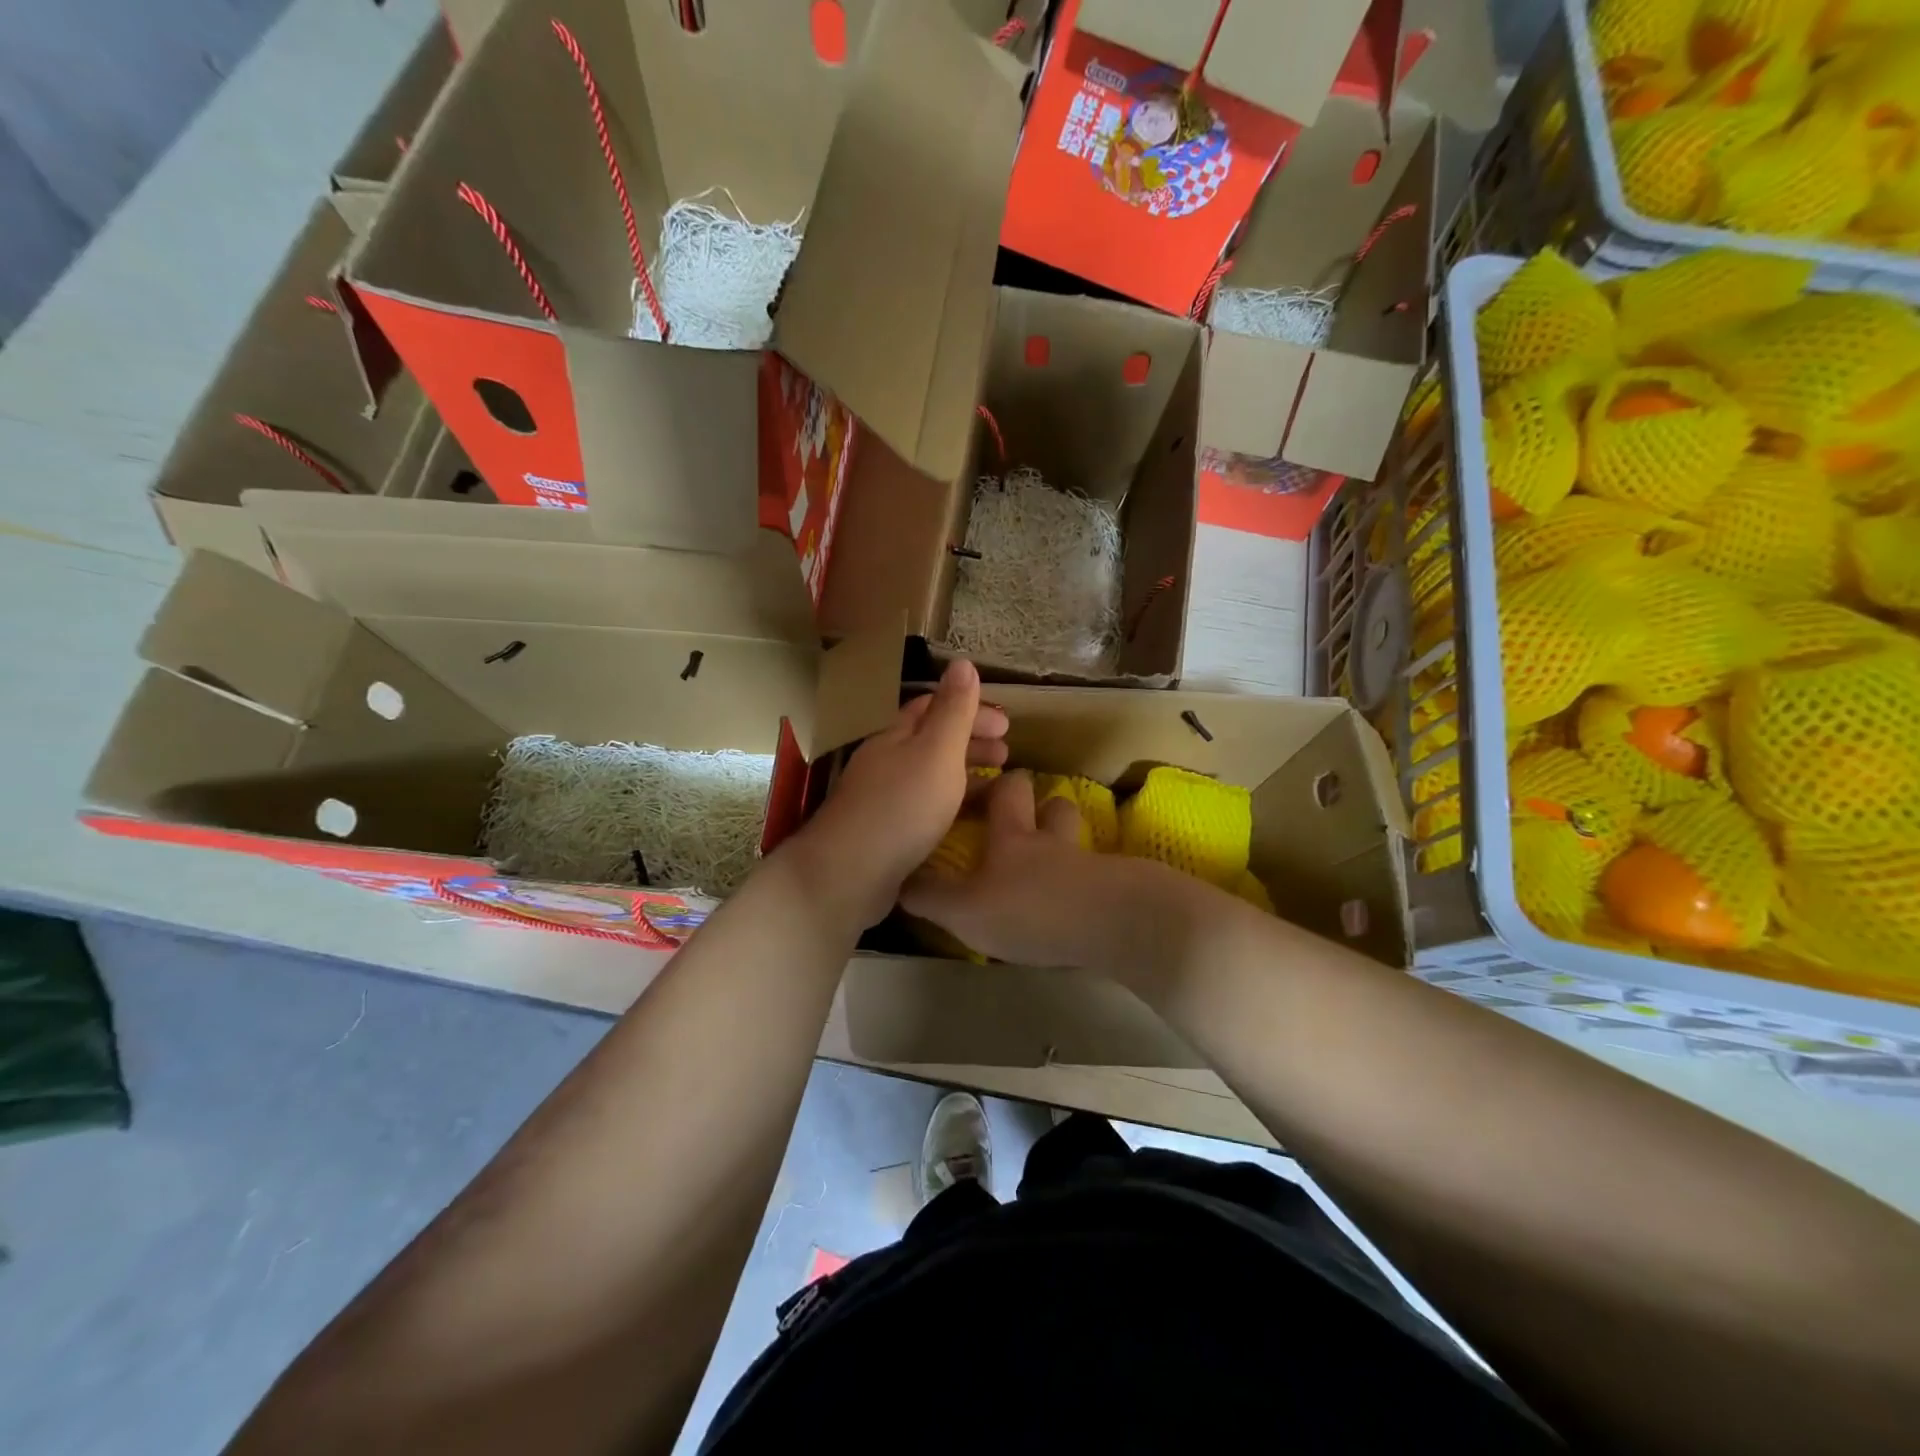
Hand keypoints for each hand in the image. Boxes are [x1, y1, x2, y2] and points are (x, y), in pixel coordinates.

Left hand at [788, 659, 1008, 927]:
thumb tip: (962, 662)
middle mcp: (886, 760)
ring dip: (965, 773)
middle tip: (1008, 752)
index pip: (934, 707)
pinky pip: (926, 806)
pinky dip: (952, 804)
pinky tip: (970, 820)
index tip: (1008, 723)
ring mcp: (883, 797)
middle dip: (972, 740)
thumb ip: (953, 710)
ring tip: (999, 784)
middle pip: (932, 740)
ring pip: (930, 774)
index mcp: (896, 734)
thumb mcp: (937, 752)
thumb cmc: (901, 806)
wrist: (849, 874)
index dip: (971, 709)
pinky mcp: (885, 831)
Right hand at [900, 769, 1190, 969]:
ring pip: (1078, 837)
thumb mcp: (963, 909)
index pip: (1006, 793)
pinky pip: (1100, 876)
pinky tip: (1080, 902)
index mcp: (1013, 836)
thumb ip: (929, 896)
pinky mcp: (1117, 890)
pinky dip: (1089, 882)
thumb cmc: (1029, 908)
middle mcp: (1052, 840)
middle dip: (1040, 806)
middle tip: (1027, 822)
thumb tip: (897, 882)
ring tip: (1055, 862)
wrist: (1112, 924)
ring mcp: (1089, 864)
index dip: (996, 786)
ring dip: (1066, 840)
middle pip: (1051, 806)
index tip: (984, 787)